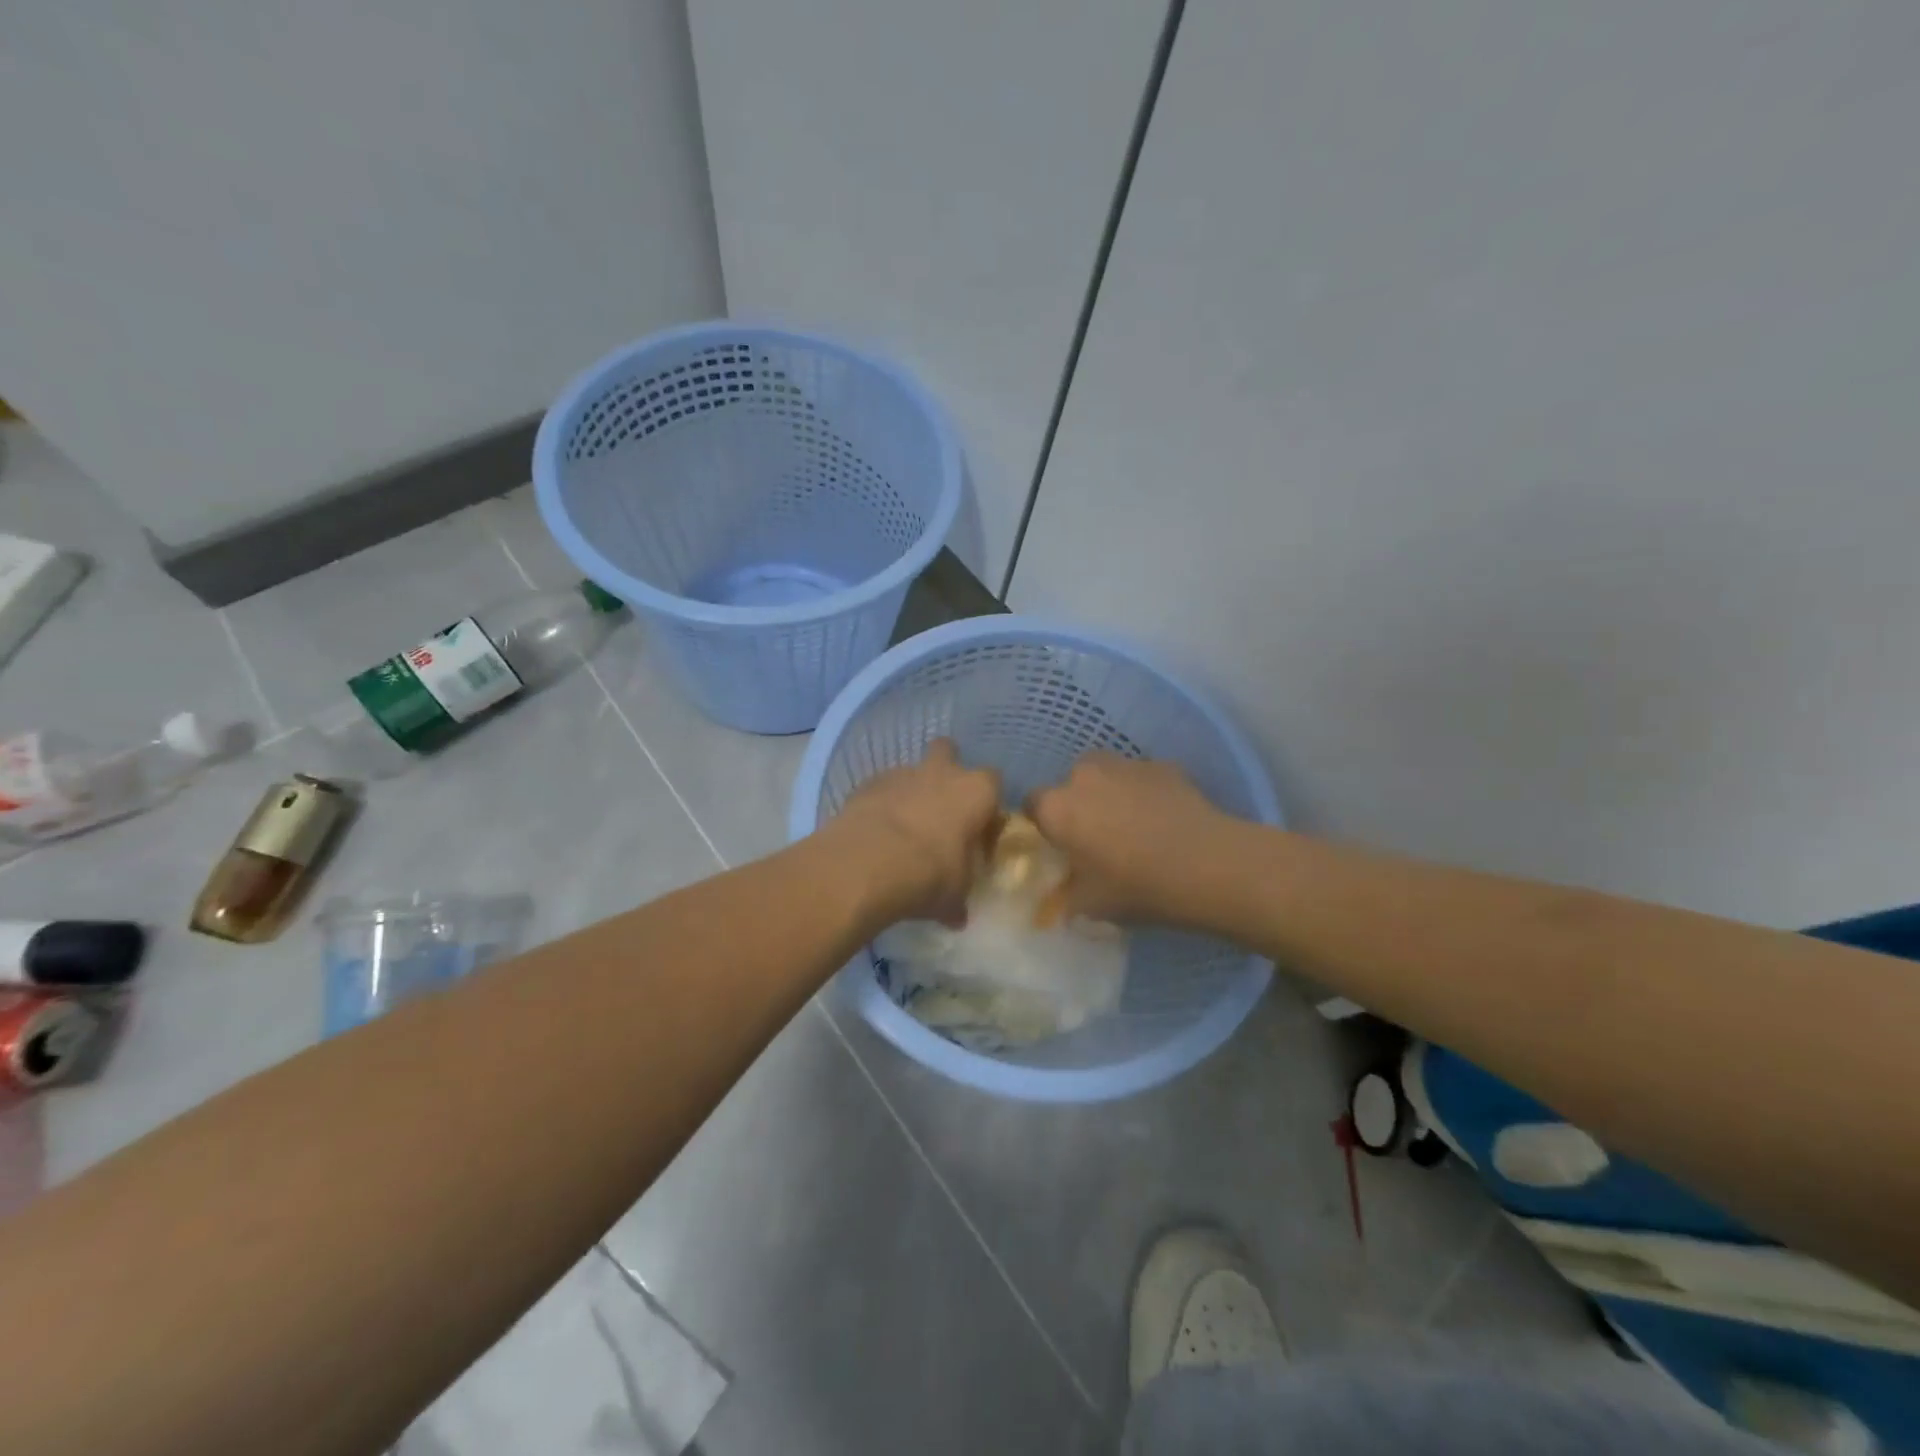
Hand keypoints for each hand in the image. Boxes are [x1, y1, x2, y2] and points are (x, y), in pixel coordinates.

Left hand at [828, 740, 1001, 926]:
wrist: (866, 865)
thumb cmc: (928, 875)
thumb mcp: (954, 897)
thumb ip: (959, 898)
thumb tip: (957, 915)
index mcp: (976, 792)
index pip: (994, 784)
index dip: (987, 806)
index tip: (979, 832)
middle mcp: (942, 772)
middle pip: (949, 751)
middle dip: (946, 771)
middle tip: (941, 808)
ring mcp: (901, 773)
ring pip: (911, 769)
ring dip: (911, 791)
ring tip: (902, 827)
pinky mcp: (867, 783)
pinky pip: (880, 787)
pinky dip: (881, 803)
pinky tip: (875, 832)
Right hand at [1028, 753, 1234, 925]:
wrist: (1208, 865)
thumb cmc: (1137, 887)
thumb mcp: (1091, 906)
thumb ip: (1065, 898)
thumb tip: (1058, 900)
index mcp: (1058, 808)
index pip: (1032, 804)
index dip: (1044, 824)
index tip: (1059, 845)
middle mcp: (1084, 776)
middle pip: (1070, 783)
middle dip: (1079, 804)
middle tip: (1097, 837)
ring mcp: (1125, 765)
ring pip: (1106, 774)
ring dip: (1110, 793)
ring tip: (1133, 824)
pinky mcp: (1162, 765)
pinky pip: (1141, 777)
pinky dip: (1144, 792)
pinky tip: (1163, 818)